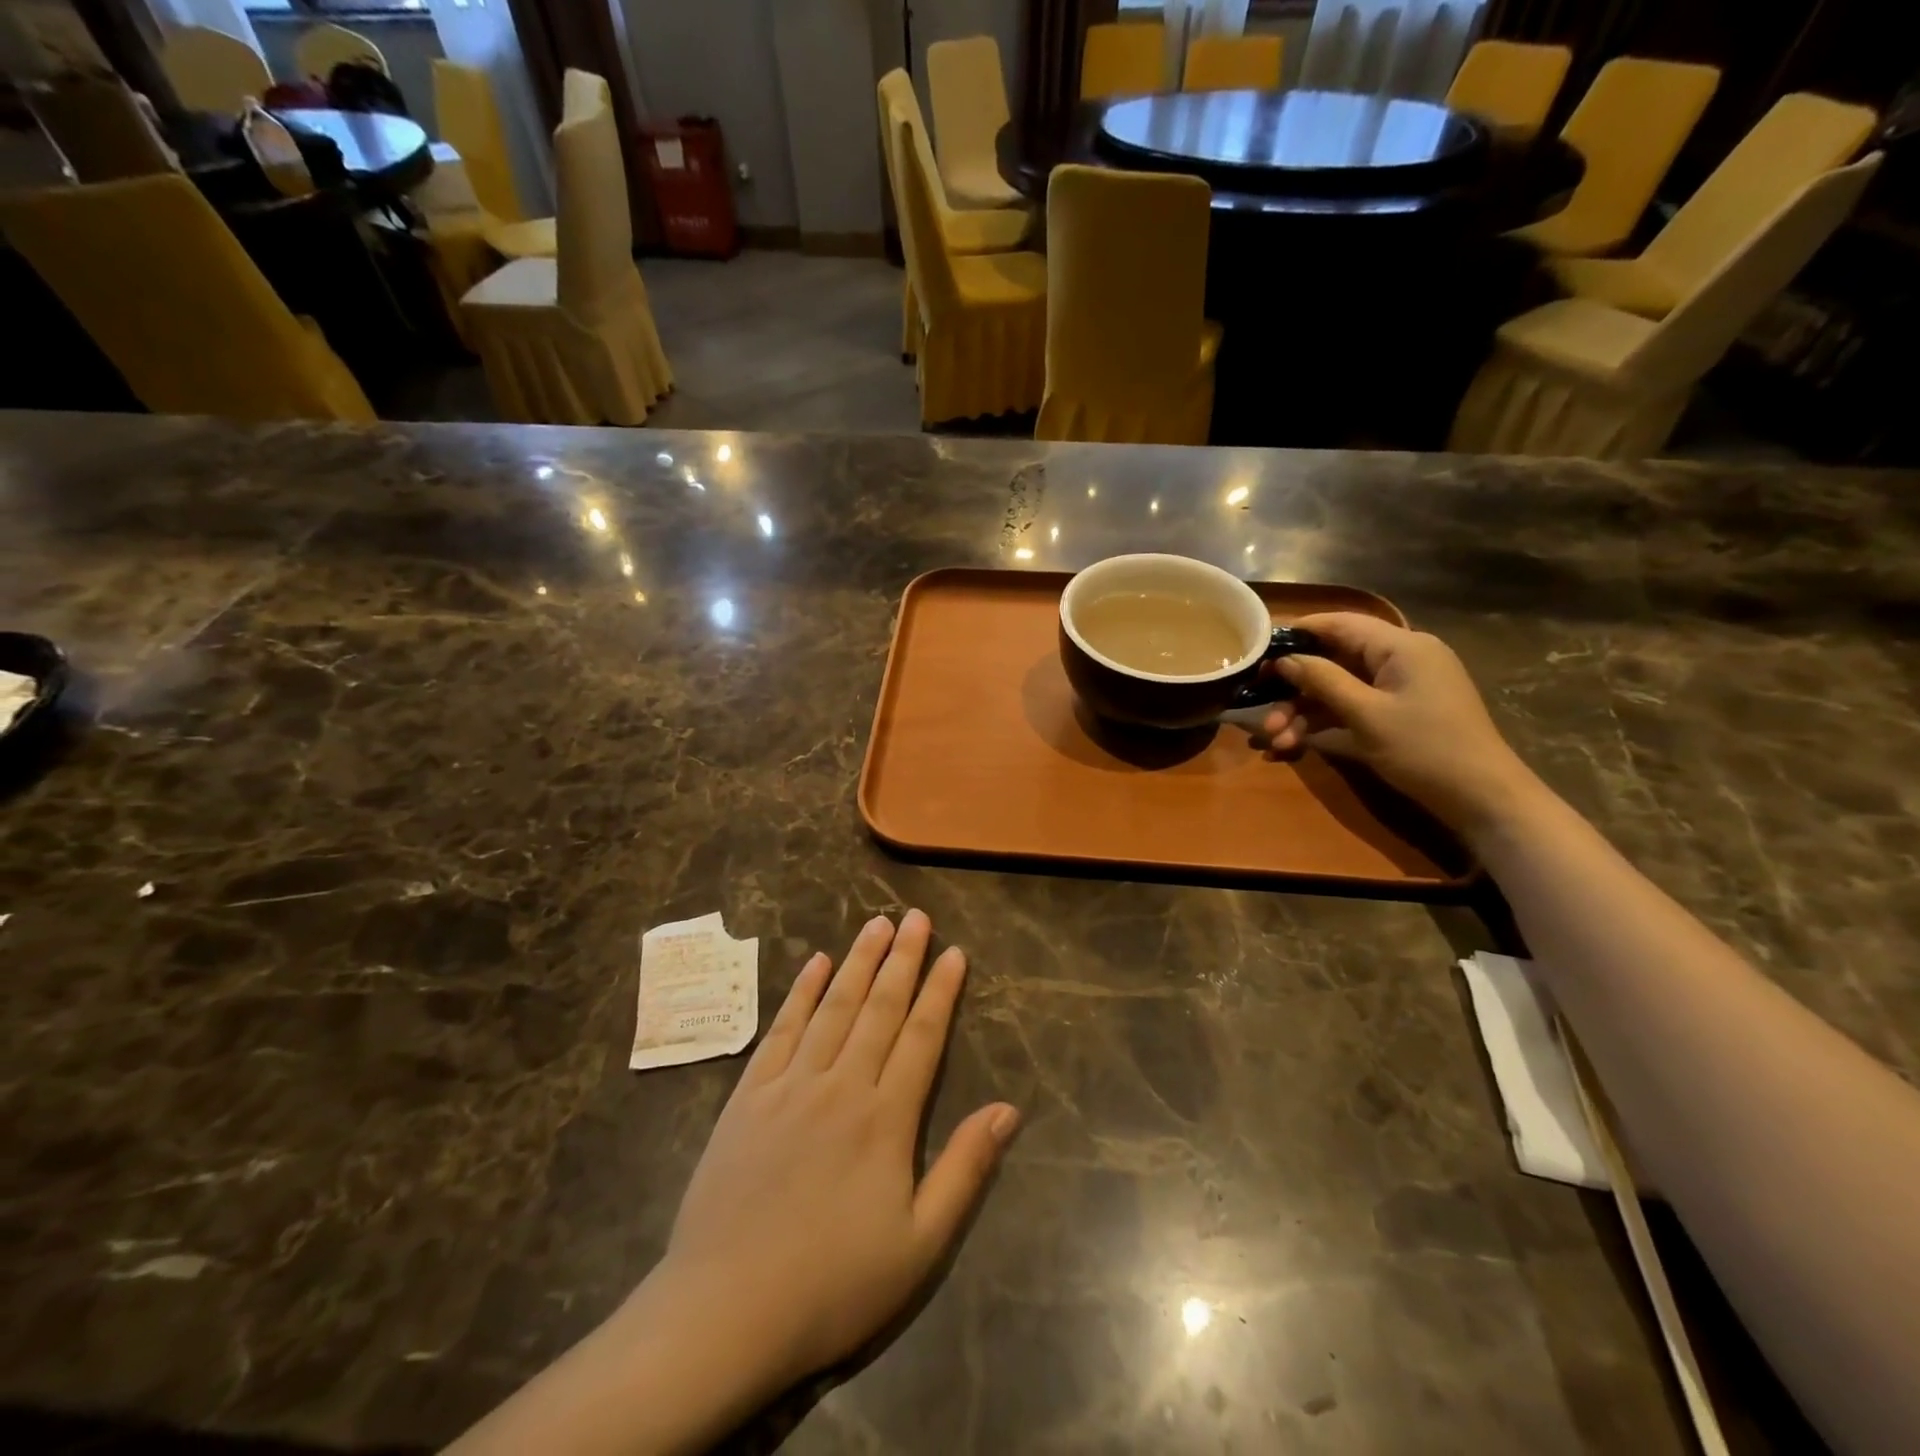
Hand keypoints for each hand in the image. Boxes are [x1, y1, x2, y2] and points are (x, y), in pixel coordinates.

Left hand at [648, 910, 1017, 1391]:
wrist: (724, 1312)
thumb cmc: (832, 1285)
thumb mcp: (919, 1245)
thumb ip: (965, 1170)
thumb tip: (1008, 1109)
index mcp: (885, 1119)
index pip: (922, 1037)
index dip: (941, 991)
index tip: (954, 952)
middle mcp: (841, 1086)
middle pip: (879, 1008)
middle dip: (902, 958)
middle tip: (916, 916)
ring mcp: (790, 1085)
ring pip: (833, 1008)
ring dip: (857, 962)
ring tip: (875, 924)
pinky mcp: (748, 1096)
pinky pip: (781, 1030)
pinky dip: (801, 993)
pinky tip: (815, 964)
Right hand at [1262, 613, 1539, 834]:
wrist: (1482, 798)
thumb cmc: (1425, 749)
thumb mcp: (1366, 714)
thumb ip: (1322, 681)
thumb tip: (1284, 660)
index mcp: (1401, 645)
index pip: (1339, 624)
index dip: (1296, 634)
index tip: (1257, 652)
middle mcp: (1401, 657)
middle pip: (1334, 660)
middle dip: (1294, 688)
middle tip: (1261, 711)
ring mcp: (1401, 686)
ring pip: (1339, 687)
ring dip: (1304, 711)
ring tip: (1276, 740)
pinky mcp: (1400, 711)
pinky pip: (1353, 706)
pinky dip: (1325, 722)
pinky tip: (1295, 744)